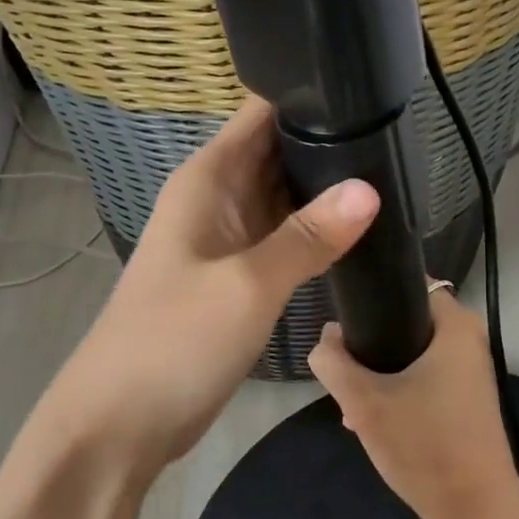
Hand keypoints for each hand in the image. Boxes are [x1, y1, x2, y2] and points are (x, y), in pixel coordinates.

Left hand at [43, 96, 378, 481]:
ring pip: (286, 195)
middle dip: (332, 141)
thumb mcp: (248, 285)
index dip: (312, 95)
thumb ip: (309, 237)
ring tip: (395, 176)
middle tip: (399, 139)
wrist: (119, 423)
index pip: (263, 112)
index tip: (371, 94)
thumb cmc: (173, 341)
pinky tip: (361, 229)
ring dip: (328, 188)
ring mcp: (229, 237)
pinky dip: (317, 231)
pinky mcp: (239, 275)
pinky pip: (285, 236)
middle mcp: (219, 196)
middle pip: (280, 150)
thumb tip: (369, 189)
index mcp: (209, 177)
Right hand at [308, 287, 518, 518]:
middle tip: (344, 373)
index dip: (373, 298)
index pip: (408, 285)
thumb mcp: (364, 402)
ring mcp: (471, 372)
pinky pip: (425, 380)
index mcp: (455, 325)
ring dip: (380, 375)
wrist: (477, 510)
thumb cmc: (425, 446)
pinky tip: (372, 422)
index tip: (344, 321)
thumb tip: (326, 337)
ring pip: (412, 356)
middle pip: (405, 323)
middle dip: (371, 346)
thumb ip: (334, 362)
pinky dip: (400, 392)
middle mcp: (470, 340)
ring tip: (352, 405)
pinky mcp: (467, 400)